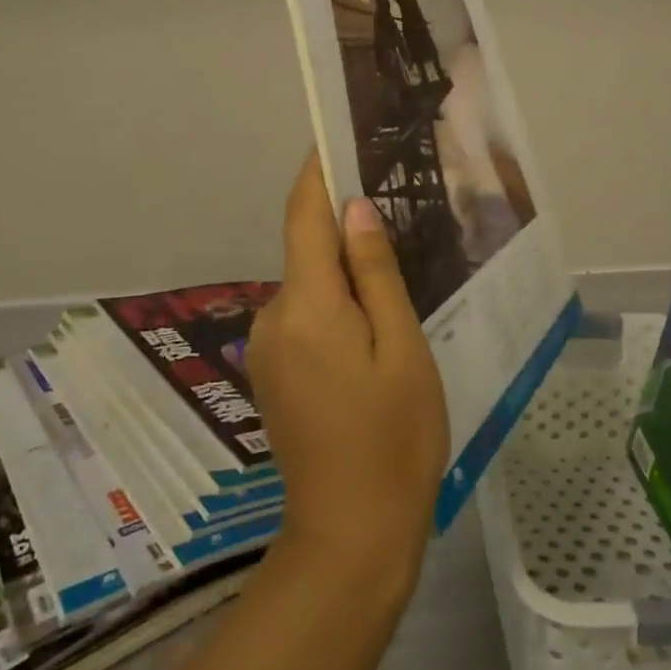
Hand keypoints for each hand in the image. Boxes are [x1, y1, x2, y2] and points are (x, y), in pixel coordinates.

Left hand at [249, 155, 448, 592]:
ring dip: (344, 271)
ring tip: (397, 270)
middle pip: (308, 249)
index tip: (339, 136)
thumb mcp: (402, 347)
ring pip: (310, 285)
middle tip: (398, 208)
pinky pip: (306, 316)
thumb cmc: (394, 437)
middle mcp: (274, 316)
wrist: (352, 534)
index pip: (304, 215)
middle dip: (344, 225)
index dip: (318, 171)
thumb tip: (355, 208)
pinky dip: (336, 305)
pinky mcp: (273, 371)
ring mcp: (268, 347)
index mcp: (306, 305)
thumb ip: (376, 273)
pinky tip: (374, 323)